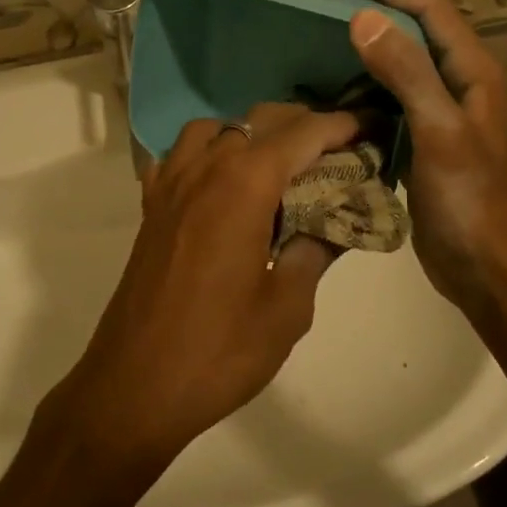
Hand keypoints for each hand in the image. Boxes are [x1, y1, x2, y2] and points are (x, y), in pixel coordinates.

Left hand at [47, 103, 357, 469]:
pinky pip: (180, 155)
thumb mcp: (287, 308)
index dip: (341, 125)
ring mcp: (171, 184)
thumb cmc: (219, 351)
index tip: (371, 126)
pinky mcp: (151, 206)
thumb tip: (340, 219)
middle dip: (303, 125)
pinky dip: (207, 153)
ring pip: (216, 129)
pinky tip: (223, 183)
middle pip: (260, 120)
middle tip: (339, 150)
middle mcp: (205, 169)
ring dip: (253, 133)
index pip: (302, 134)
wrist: (135, 385)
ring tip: (281, 165)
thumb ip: (315, 250)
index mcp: (244, 186)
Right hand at [337, 0, 506, 325]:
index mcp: (473, 73)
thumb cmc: (470, 200)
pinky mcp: (426, 143)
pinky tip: (335, 95)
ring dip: (368, 49)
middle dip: (375, 11)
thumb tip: (364, 18)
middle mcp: (461, 86)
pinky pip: (392, 101)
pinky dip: (365, 89)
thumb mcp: (439, 132)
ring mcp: (443, 115)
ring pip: (403, 66)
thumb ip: (407, 73)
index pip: (430, 10)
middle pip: (417, 31)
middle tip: (323, 8)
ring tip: (322, 43)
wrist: (489, 270)